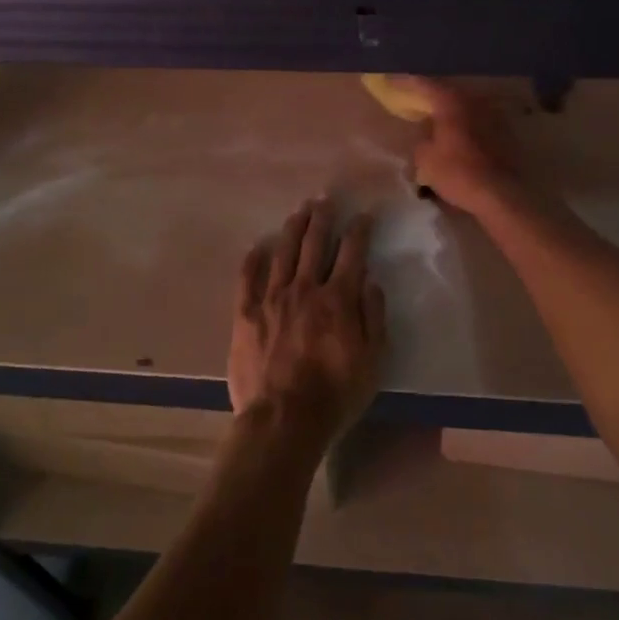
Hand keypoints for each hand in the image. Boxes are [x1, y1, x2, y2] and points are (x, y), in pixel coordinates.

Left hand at [231, 199, 386, 449]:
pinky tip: (258, 246)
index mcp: (337, 298)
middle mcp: (304, 288)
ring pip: (283, 251)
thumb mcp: (372, 361)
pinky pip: (248, 276)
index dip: (359, 229)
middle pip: (313, 242)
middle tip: (325, 199)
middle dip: (322, 217)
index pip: (351, 252)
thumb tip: (370, 282)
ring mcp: (271, 298)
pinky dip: (254, 258)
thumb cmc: (335, 394)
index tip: (364, 214)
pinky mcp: (245, 313)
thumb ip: (373, 317)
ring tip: (299, 211)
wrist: (282, 420)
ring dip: (293, 228)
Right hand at [394, 78, 526, 217]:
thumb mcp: (426, 160)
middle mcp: (473, 102)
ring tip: (435, 117)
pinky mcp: (503, 132)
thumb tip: (426, 135)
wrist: (499, 194)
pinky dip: (464, 123)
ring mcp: (492, 115)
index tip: (391, 80)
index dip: (406, 82)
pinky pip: (476, 120)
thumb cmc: (458, 173)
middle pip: (447, 92)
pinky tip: (456, 134)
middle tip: (414, 98)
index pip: (424, 84)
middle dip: (430, 95)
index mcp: (451, 103)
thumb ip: (421, 140)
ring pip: (464, 105)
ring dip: (449, 109)